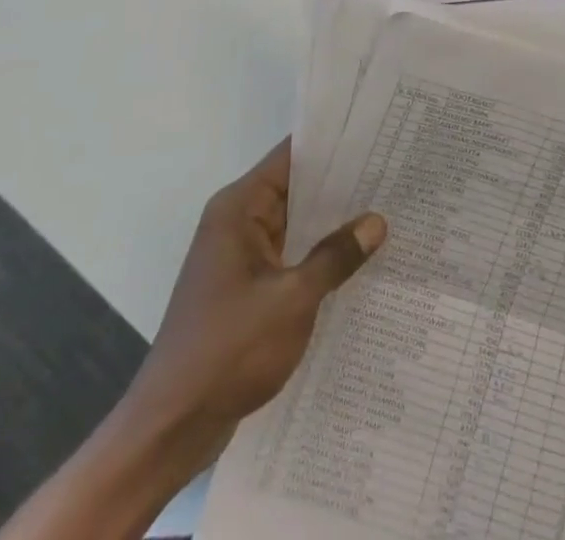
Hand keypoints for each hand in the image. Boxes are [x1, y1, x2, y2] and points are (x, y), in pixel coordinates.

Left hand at [120, 139, 386, 460]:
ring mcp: (240, 257)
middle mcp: (237, 223)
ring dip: (333, 223)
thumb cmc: (227, 352)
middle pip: (296, 187)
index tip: (376, 133)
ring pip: (296, 224)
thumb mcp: (293, 300)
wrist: (169, 431)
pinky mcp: (245, 289)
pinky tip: (359, 261)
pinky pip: (290, 256)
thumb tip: (376, 221)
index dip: (332, 143)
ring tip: (389, 209)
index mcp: (239, 209)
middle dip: (342, 184)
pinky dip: (319, 255)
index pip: (291, 157)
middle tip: (395, 173)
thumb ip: (336, 257)